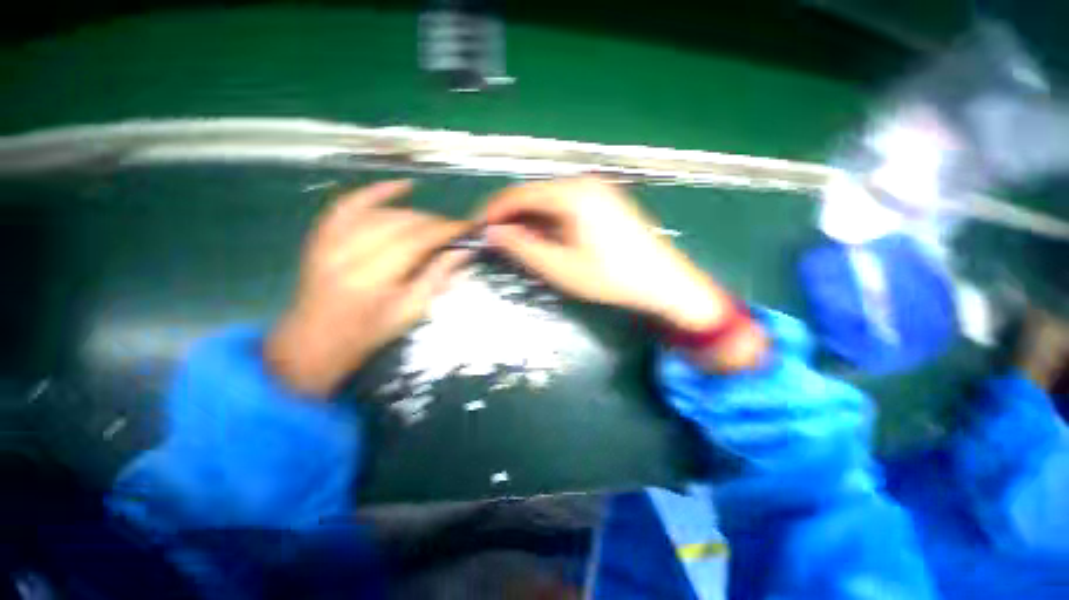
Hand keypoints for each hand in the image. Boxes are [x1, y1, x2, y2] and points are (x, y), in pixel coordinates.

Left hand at [266, 180, 471, 396]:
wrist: (315, 340)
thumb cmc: (369, 333)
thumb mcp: (411, 311)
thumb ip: (438, 277)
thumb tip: (464, 251)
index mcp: (372, 279)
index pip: (416, 241)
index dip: (445, 230)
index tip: (467, 227)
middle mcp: (348, 253)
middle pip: (400, 223)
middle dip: (434, 222)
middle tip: (454, 230)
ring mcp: (330, 241)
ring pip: (382, 213)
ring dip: (414, 215)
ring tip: (433, 225)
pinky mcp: (322, 235)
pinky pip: (350, 203)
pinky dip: (377, 192)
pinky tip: (402, 186)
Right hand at [481, 177, 728, 330]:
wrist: (664, 282)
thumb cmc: (610, 277)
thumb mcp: (560, 267)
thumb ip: (523, 247)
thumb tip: (494, 232)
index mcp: (571, 194)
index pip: (519, 194)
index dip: (495, 211)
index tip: (479, 228)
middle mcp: (583, 183)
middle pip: (535, 195)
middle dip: (513, 217)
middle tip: (498, 241)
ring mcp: (598, 190)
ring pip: (550, 201)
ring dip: (532, 221)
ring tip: (521, 244)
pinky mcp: (606, 201)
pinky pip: (567, 206)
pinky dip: (551, 221)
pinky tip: (548, 239)